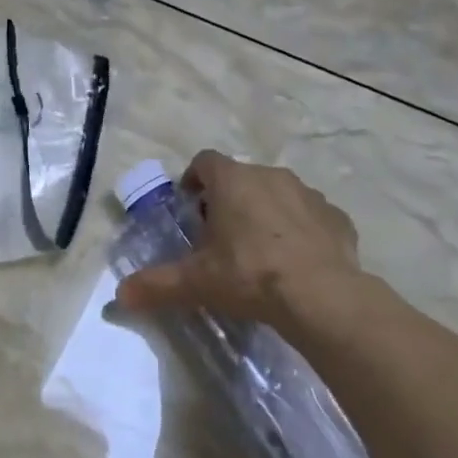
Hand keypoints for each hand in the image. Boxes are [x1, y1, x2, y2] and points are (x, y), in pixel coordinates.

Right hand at [115, 150, 365, 330]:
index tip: (190, 205)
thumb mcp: (196, 282)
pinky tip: (295, 262)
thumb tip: (120, 296)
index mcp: (233, 181)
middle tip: (219, 236)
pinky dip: (300, 231)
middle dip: (228, 200)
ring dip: (265, 212)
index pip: (205, 161)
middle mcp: (271, 176)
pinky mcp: (337, 218)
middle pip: (242, 178)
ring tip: (259, 251)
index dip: (193, 179)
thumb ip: (156, 284)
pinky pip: (311, 217)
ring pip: (278, 194)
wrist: (321, 296)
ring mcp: (309, 194)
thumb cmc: (249, 275)